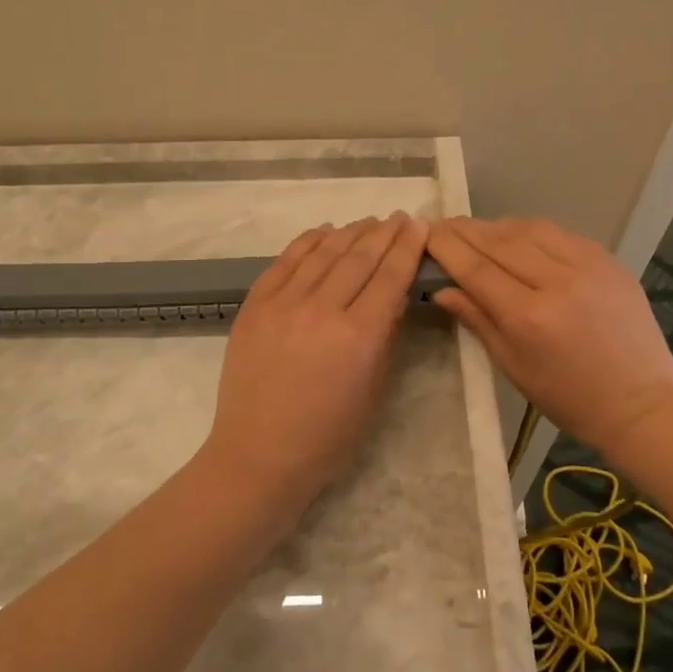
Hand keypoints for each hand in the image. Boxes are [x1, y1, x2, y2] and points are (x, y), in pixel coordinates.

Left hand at [202, 213, 428, 503]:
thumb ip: (385, 337)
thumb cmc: (327, 436)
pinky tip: (324, 231)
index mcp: (359, 336)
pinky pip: (285, 261)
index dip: (407, 247)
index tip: (418, 225)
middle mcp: (322, 309)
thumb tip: (392, 295)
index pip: (390, 277)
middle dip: (384, 233)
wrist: (259, 454)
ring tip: (367, 222)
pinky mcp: (254, 305)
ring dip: (350, 232)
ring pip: (323, 252)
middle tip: (399, 217)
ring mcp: (283, 303)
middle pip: (359, 257)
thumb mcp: (373, 390)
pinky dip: (308, 241)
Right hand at [427, 216, 672, 462]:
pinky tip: (518, 237)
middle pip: (498, 240)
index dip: (446, 246)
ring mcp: (587, 265)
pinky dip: (531, 230)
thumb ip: (477, 319)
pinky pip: (559, 233)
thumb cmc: (569, 397)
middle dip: (464, 230)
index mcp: (529, 316)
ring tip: (476, 231)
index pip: (475, 267)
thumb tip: (441, 288)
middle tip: (441, 225)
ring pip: (528, 228)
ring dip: (496, 226)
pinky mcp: (608, 260)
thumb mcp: (513, 366)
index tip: (425, 233)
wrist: (641, 403)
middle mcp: (556, 280)